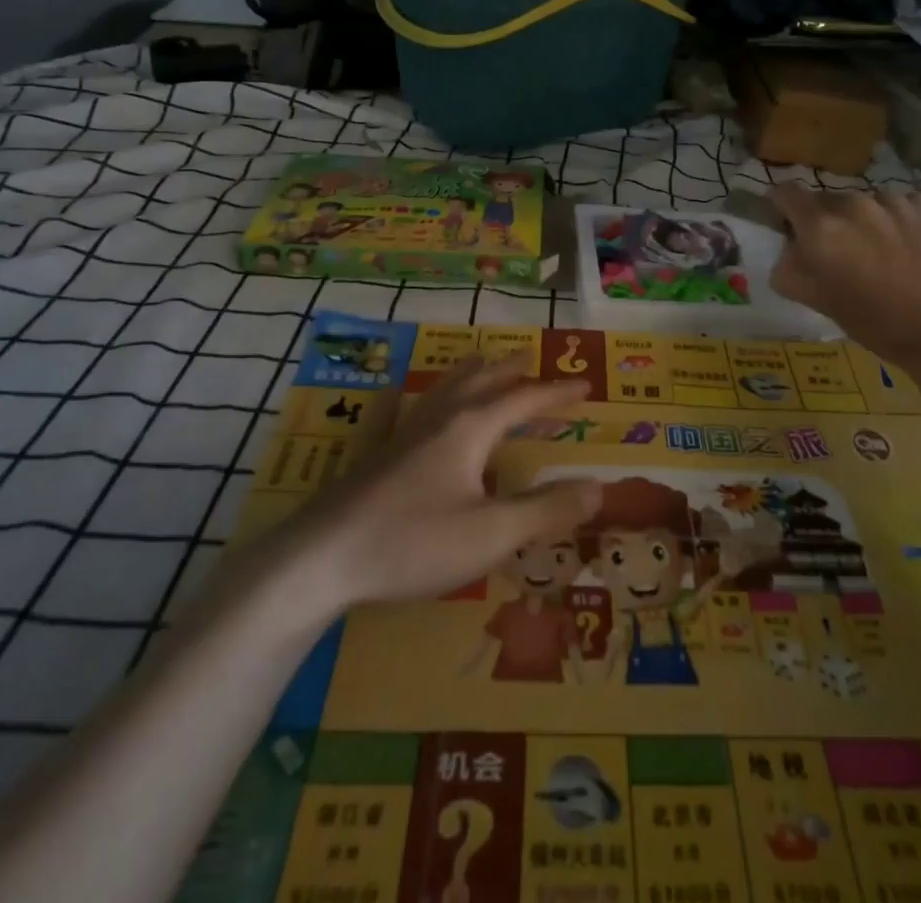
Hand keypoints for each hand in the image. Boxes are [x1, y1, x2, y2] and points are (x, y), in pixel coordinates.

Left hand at [277, 354, 600, 607]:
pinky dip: (399, 400)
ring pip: (440, 389)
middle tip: (530, 361)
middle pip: (481, 381)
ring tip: (480, 363)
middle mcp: (438, 419)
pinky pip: (389, 415)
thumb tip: (598, 488)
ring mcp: (399, 433)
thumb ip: (547, 510)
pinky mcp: (370, 456)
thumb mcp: (493, 533)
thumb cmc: (414, 542)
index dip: (557, 393)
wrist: (321, 559)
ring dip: (468, 374)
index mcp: (471, 429)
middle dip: (511, 372)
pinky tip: (391, 394)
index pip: (524, 400)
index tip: (585, 385)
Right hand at [768, 185, 920, 383]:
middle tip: (841, 252)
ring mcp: (892, 201)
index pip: (787, 193)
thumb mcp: (819, 302)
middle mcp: (852, 204)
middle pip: (827, 201)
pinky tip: (910, 247)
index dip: (781, 203)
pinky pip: (900, 205)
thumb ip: (790, 271)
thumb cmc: (876, 323)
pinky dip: (898, 220)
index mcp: (820, 228)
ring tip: (882, 252)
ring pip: (865, 203)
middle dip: (827, 221)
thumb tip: (788, 252)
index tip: (786, 219)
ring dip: (865, 221)